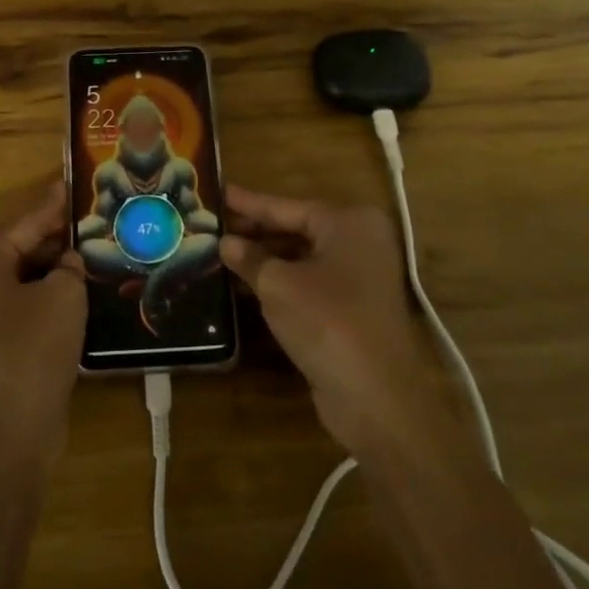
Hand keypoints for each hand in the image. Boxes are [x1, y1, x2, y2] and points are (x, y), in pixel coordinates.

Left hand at [0, 184, 86, 467]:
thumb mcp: (64, 296)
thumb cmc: (34, 350)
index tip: (74, 184)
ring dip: (49, 269)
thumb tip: (66, 262)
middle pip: (15, 248)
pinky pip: (14, 304)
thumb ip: (69, 266)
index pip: (24, 222)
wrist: (8, 431)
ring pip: (16, 278)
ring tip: (87, 256)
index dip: (53, 205)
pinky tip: (72, 295)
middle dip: (53, 238)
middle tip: (89, 224)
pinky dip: (40, 295)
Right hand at [220, 184, 458, 465]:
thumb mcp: (277, 285)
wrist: (375, 395)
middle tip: (213, 227)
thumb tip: (226, 243)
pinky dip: (280, 283)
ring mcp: (360, 277)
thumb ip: (249, 258)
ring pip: (302, 259)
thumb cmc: (326, 321)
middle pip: (297, 230)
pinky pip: (309, 284)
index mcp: (349, 223)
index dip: (250, 203)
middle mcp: (360, 243)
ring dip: (265, 260)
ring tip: (222, 254)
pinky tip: (245, 286)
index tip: (219, 192)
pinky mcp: (353, 309)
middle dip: (256, 232)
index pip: (288, 207)